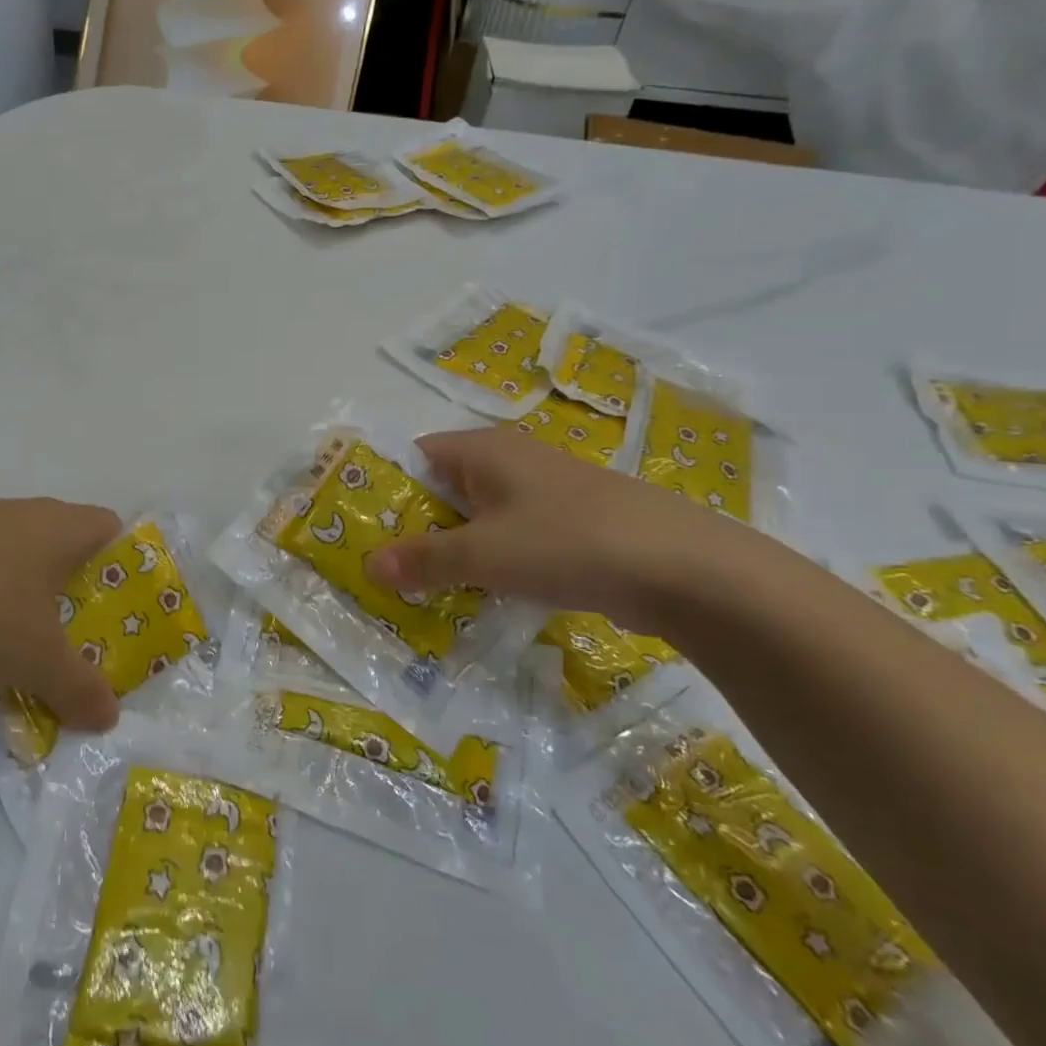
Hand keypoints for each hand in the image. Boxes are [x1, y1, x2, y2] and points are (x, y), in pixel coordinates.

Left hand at [0, 499, 123, 730]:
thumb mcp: (39, 662)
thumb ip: (80, 689)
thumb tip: (109, 717)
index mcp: (61, 526)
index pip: (111, 528)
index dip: (123, 565)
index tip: (119, 610)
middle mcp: (22, 513)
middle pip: (64, 542)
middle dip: (73, 587)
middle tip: (74, 635)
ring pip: (16, 555)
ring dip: (23, 592)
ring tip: (19, 643)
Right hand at [364, 429, 730, 622]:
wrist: (683, 568)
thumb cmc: (566, 542)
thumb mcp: (484, 554)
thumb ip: (424, 560)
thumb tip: (369, 566)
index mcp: (484, 450)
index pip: (417, 455)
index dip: (386, 486)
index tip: (362, 526)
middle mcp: (512, 461)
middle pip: (445, 487)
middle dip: (416, 525)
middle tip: (385, 566)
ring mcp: (546, 494)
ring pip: (481, 517)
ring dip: (454, 548)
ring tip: (422, 587)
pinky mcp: (572, 526)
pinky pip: (514, 538)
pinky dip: (492, 561)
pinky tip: (482, 595)